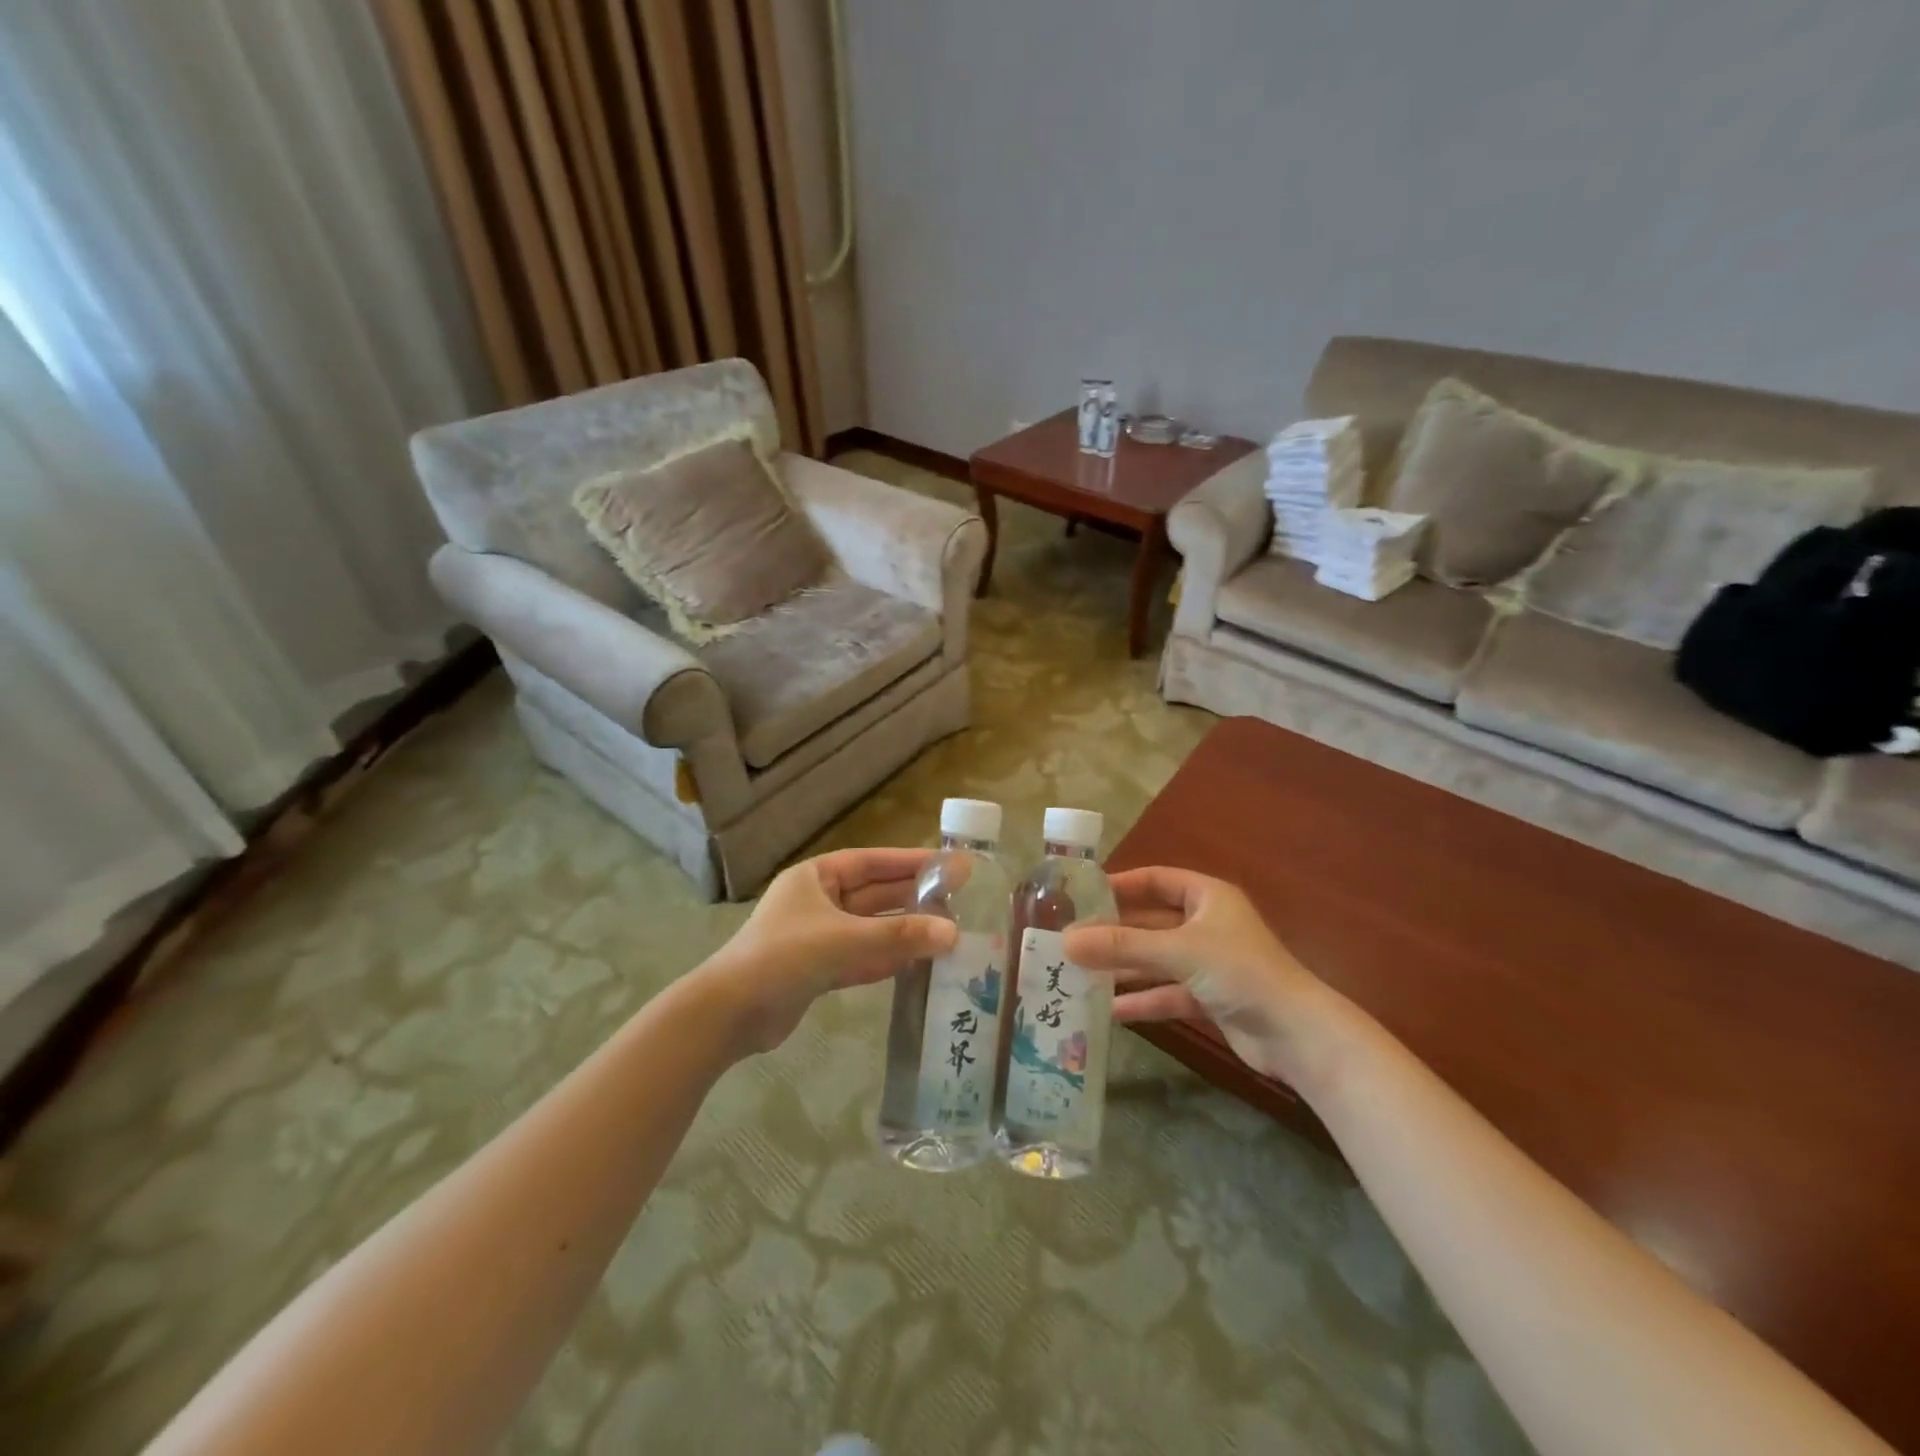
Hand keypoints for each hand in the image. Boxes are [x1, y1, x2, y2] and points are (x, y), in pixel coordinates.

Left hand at [698, 848, 958, 1054]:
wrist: (729, 1014)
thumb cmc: (783, 957)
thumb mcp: (844, 940)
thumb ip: (899, 937)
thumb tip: (953, 933)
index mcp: (816, 877)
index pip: (872, 862)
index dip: (911, 862)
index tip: (948, 864)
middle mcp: (818, 901)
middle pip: (875, 894)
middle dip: (913, 897)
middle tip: (958, 899)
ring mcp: (818, 936)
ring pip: (871, 928)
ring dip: (904, 930)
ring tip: (948, 931)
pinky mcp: (819, 969)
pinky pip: (862, 956)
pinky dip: (888, 958)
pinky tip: (919, 961)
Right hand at [1062, 867, 1320, 1082]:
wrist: (1298, 1035)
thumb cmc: (1240, 973)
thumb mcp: (1177, 952)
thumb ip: (1122, 946)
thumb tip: (1066, 940)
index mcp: (1207, 897)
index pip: (1155, 880)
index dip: (1120, 885)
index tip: (1082, 895)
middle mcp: (1207, 925)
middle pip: (1151, 922)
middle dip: (1115, 932)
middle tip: (1071, 939)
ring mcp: (1209, 963)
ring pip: (1157, 959)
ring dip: (1124, 967)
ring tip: (1079, 973)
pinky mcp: (1210, 998)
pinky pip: (1167, 992)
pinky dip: (1143, 999)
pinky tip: (1109, 1010)